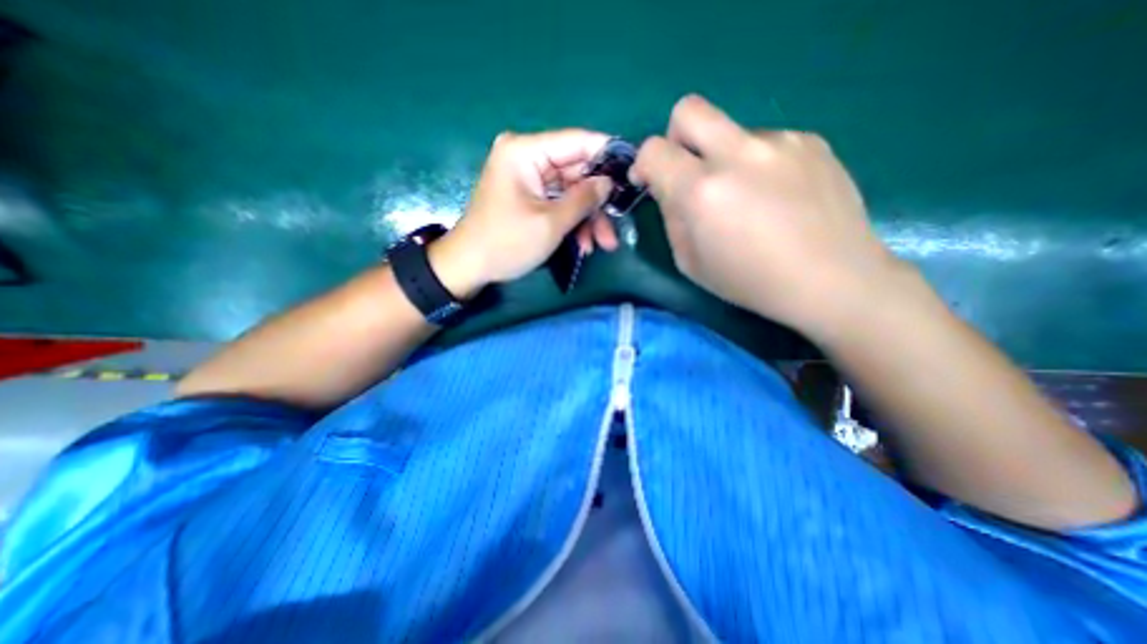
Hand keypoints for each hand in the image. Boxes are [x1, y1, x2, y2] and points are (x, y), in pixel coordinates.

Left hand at [426, 129, 619, 298]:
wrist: (469, 266)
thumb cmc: (507, 243)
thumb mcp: (551, 223)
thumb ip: (583, 199)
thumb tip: (609, 182)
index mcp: (525, 151)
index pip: (576, 142)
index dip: (607, 154)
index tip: (633, 170)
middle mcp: (526, 157)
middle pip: (575, 172)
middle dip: (597, 202)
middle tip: (615, 227)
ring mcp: (527, 178)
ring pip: (570, 191)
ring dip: (587, 218)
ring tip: (602, 244)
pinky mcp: (528, 196)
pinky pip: (558, 203)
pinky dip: (572, 221)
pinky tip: (584, 244)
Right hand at [631, 96, 909, 338]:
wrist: (831, 279)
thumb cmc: (750, 281)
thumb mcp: (690, 262)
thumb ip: (672, 218)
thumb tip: (671, 190)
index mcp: (702, 191)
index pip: (654, 150)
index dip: (643, 164)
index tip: (649, 182)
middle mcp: (738, 154)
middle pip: (689, 110)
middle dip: (676, 137)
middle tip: (687, 170)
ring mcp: (779, 142)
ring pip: (731, 132)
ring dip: (724, 159)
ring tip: (747, 198)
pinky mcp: (810, 140)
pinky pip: (765, 142)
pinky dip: (757, 164)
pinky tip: (776, 196)